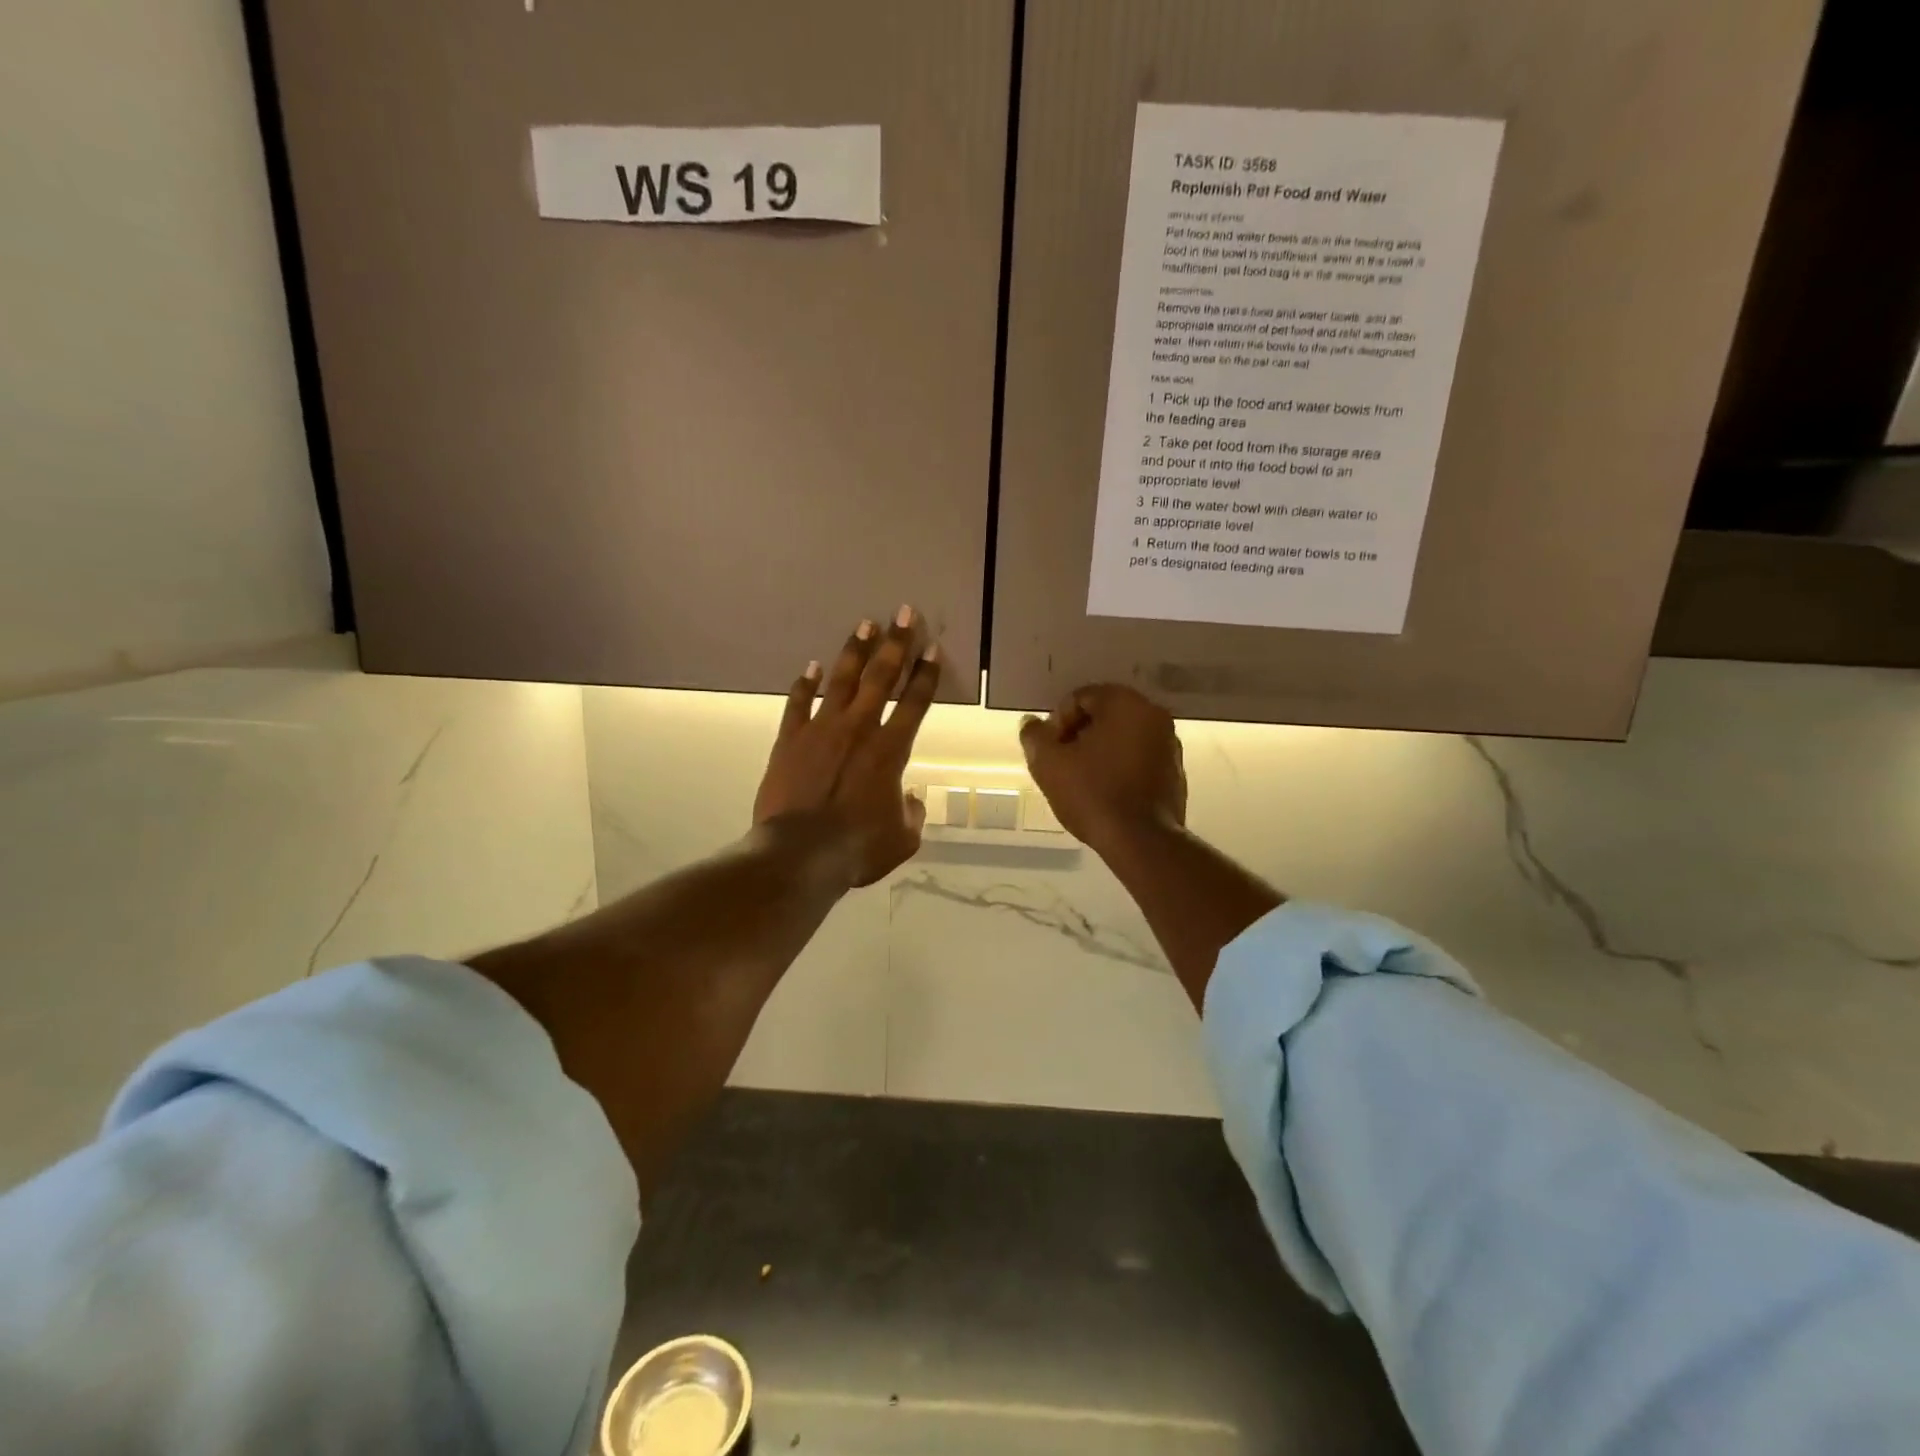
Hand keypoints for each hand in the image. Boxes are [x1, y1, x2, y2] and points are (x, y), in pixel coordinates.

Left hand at [753, 611, 941, 886]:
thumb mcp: (902, 839)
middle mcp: (859, 729)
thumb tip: (911, 797)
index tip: (932, 648)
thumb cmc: (858, 848)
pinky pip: (798, 704)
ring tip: (864, 624)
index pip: (915, 702)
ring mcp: (821, 730)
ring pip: (842, 681)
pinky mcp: (790, 739)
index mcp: (891, 750)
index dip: (926, 674)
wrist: (800, 853)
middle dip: (895, 643)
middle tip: (903, 613)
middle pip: (881, 677)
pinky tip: (811, 667)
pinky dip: (805, 684)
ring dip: (855, 651)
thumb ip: (912, 814)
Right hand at [1019, 684, 1186, 853]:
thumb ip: (1035, 736)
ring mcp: (1170, 744)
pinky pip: (1138, 759)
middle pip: (1104, 715)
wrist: (1142, 840)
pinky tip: (1104, 792)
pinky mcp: (1175, 772)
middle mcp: (1153, 715)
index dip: (1057, 722)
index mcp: (1126, 703)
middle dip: (1078, 735)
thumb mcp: (1049, 764)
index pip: (1081, 697)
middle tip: (1061, 763)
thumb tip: (1032, 724)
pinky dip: (1119, 767)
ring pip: (1122, 737)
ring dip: (1099, 751)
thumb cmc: (1093, 793)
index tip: (1049, 750)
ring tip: (1081, 780)